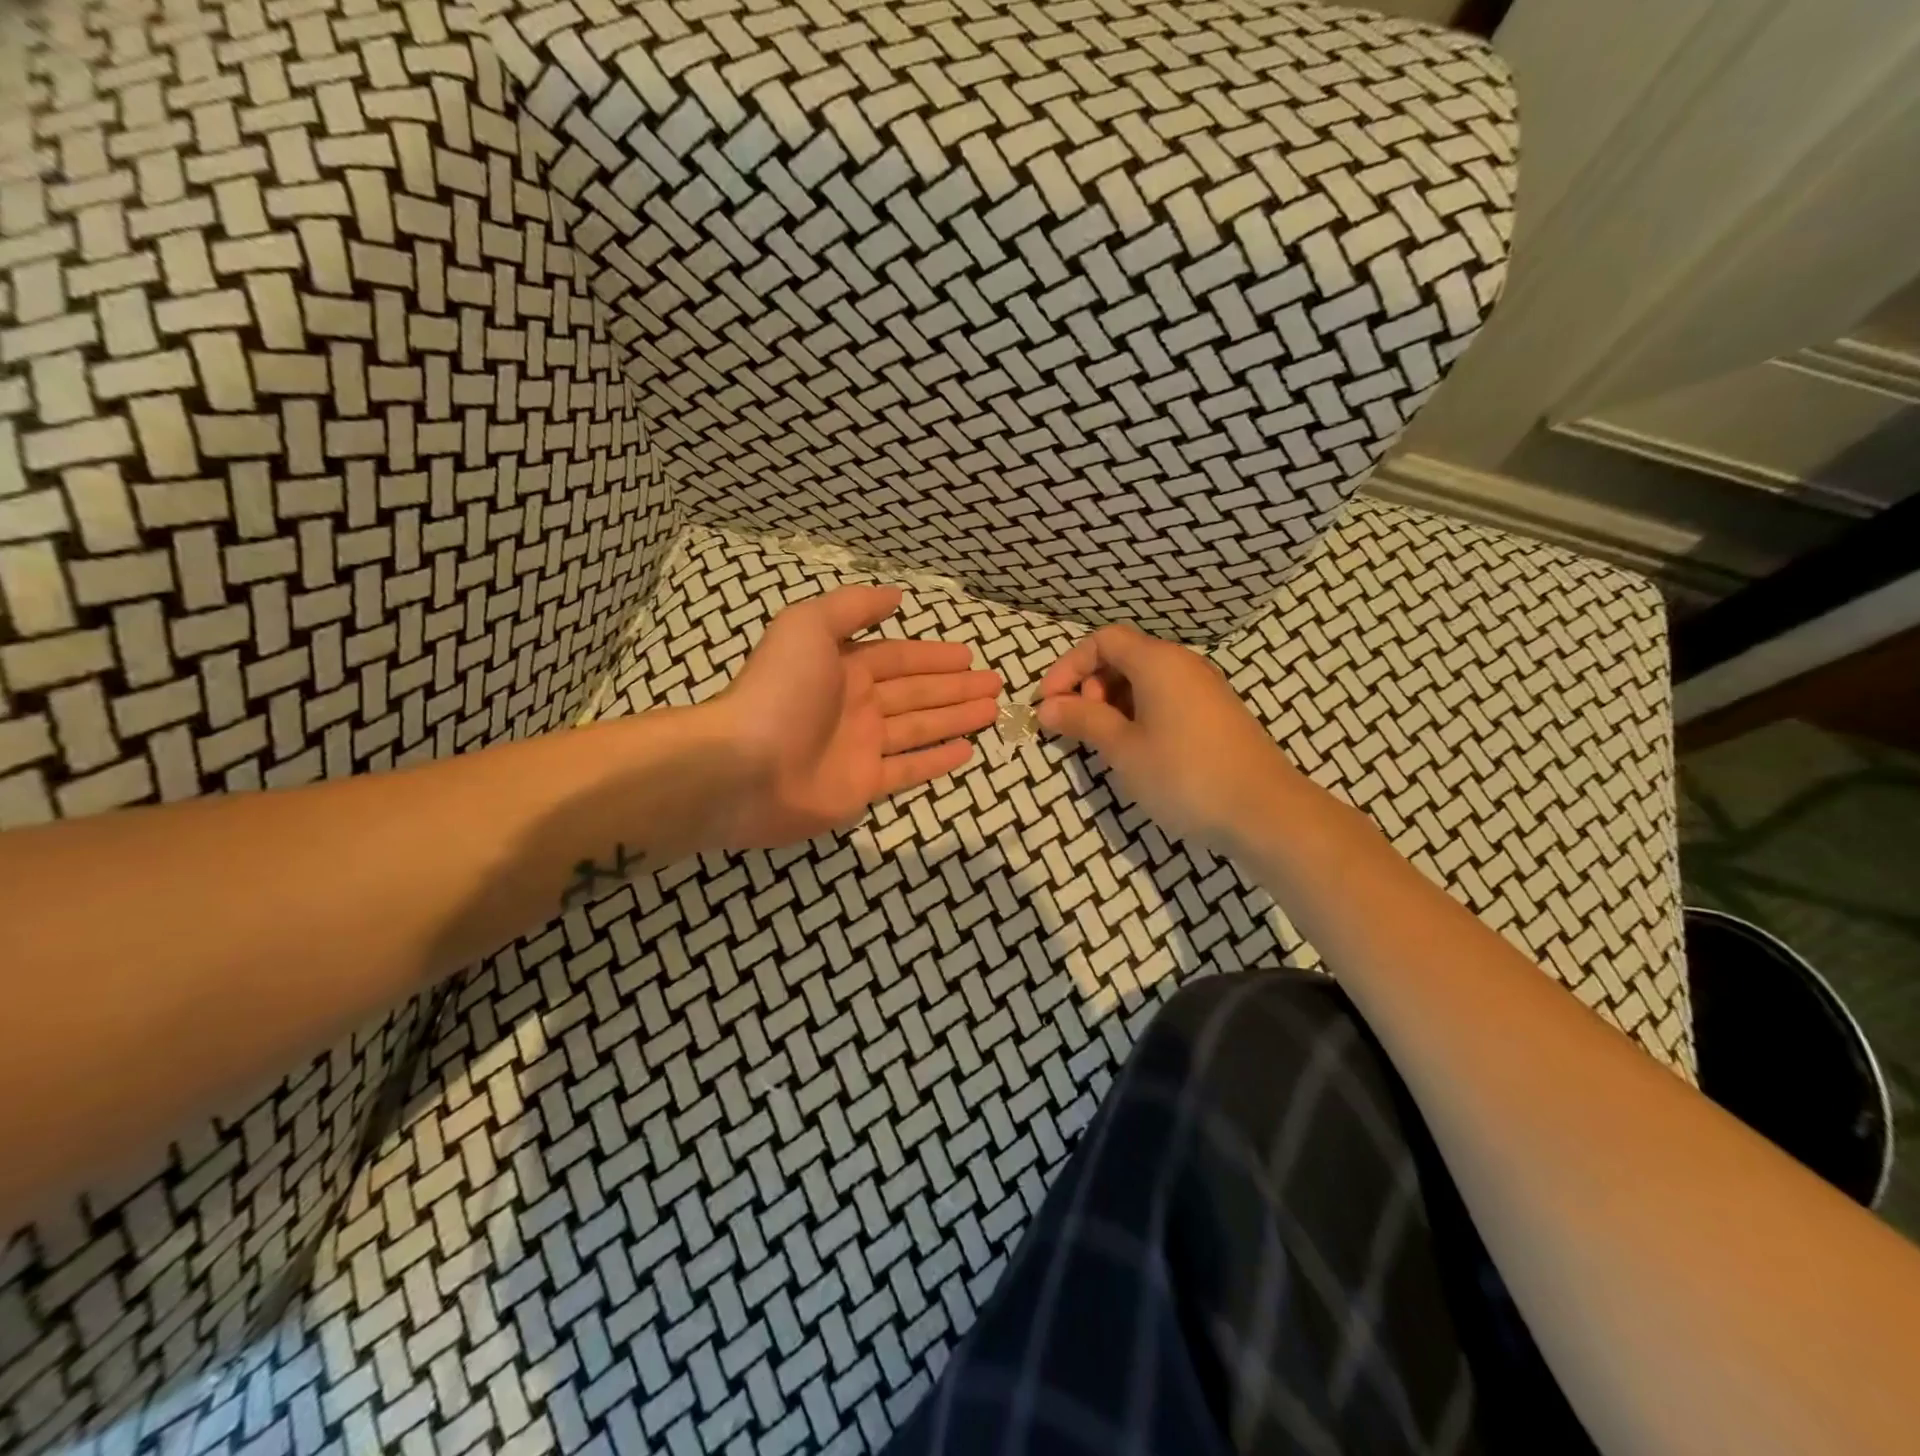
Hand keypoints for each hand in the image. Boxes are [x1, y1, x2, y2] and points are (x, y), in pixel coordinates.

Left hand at [707, 585, 1001, 847]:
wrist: (743, 767)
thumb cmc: (779, 691)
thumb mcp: (808, 627)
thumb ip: (852, 608)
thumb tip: (897, 596)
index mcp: (844, 668)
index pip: (900, 658)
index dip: (935, 655)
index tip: (970, 655)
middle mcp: (856, 705)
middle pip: (917, 693)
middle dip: (955, 687)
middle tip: (996, 684)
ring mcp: (860, 748)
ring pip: (919, 728)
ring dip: (955, 718)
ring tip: (992, 711)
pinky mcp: (862, 786)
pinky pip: (908, 770)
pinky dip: (937, 760)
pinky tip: (966, 751)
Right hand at [1035, 624, 1299, 853]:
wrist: (1265, 812)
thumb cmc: (1184, 775)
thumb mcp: (1123, 749)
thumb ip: (1083, 720)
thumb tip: (1046, 707)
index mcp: (1158, 662)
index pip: (1103, 641)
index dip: (1069, 667)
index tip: (1049, 703)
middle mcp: (1183, 665)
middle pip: (1124, 657)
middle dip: (1090, 685)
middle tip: (1080, 726)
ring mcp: (1205, 689)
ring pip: (1146, 681)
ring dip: (1114, 703)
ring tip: (1105, 743)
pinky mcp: (1217, 715)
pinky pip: (1167, 699)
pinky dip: (1140, 714)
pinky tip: (1139, 751)